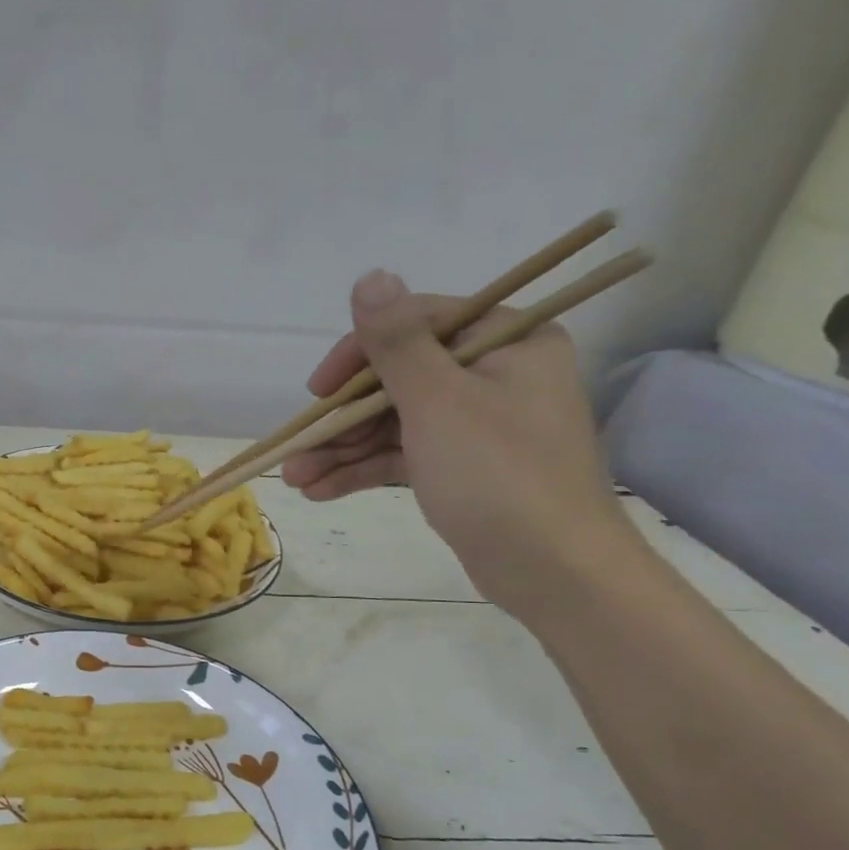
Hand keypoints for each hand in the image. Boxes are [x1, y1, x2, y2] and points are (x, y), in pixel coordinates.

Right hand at [282, 270, 645, 619]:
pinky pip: (402, 454)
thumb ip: (398, 342)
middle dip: (342, 418)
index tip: (319, 390)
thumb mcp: (439, 402)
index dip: (359, 354)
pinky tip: (320, 490)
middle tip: (298, 446)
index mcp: (507, 341)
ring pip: (393, 422)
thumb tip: (370, 277)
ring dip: (342, 449)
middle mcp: (494, 374)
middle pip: (397, 379)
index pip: (418, 325)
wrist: (553, 572)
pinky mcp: (461, 466)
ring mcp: (476, 423)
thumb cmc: (499, 475)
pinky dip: (363, 470)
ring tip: (296, 478)